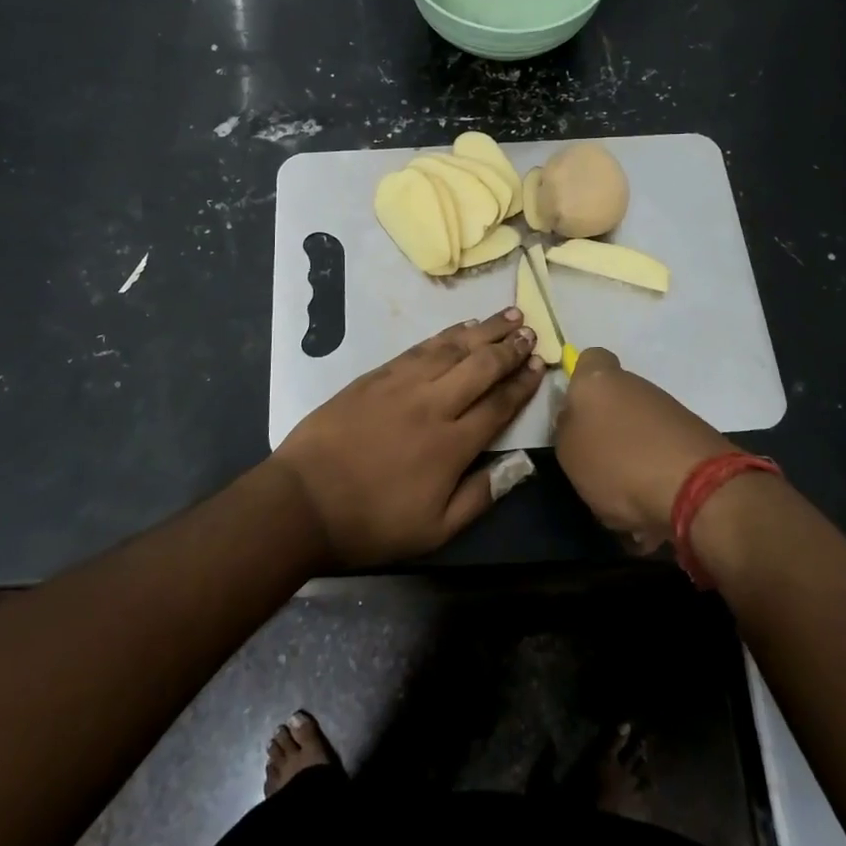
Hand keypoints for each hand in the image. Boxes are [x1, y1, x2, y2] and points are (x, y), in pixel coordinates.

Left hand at [272, 309, 543, 565]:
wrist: (304, 500)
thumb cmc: (372, 522)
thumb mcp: (434, 530)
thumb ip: (481, 495)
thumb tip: (520, 466)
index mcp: (453, 445)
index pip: (499, 404)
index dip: (523, 383)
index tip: (540, 365)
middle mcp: (434, 404)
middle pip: (481, 366)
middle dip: (510, 347)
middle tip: (531, 332)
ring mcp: (403, 384)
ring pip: (453, 348)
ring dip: (485, 330)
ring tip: (509, 315)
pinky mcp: (378, 375)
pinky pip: (421, 347)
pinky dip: (447, 334)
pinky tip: (462, 327)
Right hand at [553, 348, 727, 550]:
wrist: (698, 488)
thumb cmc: (617, 463)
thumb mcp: (569, 453)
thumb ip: (567, 429)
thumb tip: (575, 420)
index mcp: (599, 380)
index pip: (589, 359)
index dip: (580, 381)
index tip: (574, 411)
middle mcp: (636, 385)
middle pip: (615, 399)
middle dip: (606, 429)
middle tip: (594, 465)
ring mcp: (669, 410)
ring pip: (638, 429)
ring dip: (630, 456)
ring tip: (623, 499)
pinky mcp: (693, 437)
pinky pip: (661, 452)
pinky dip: (654, 474)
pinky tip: (650, 507)